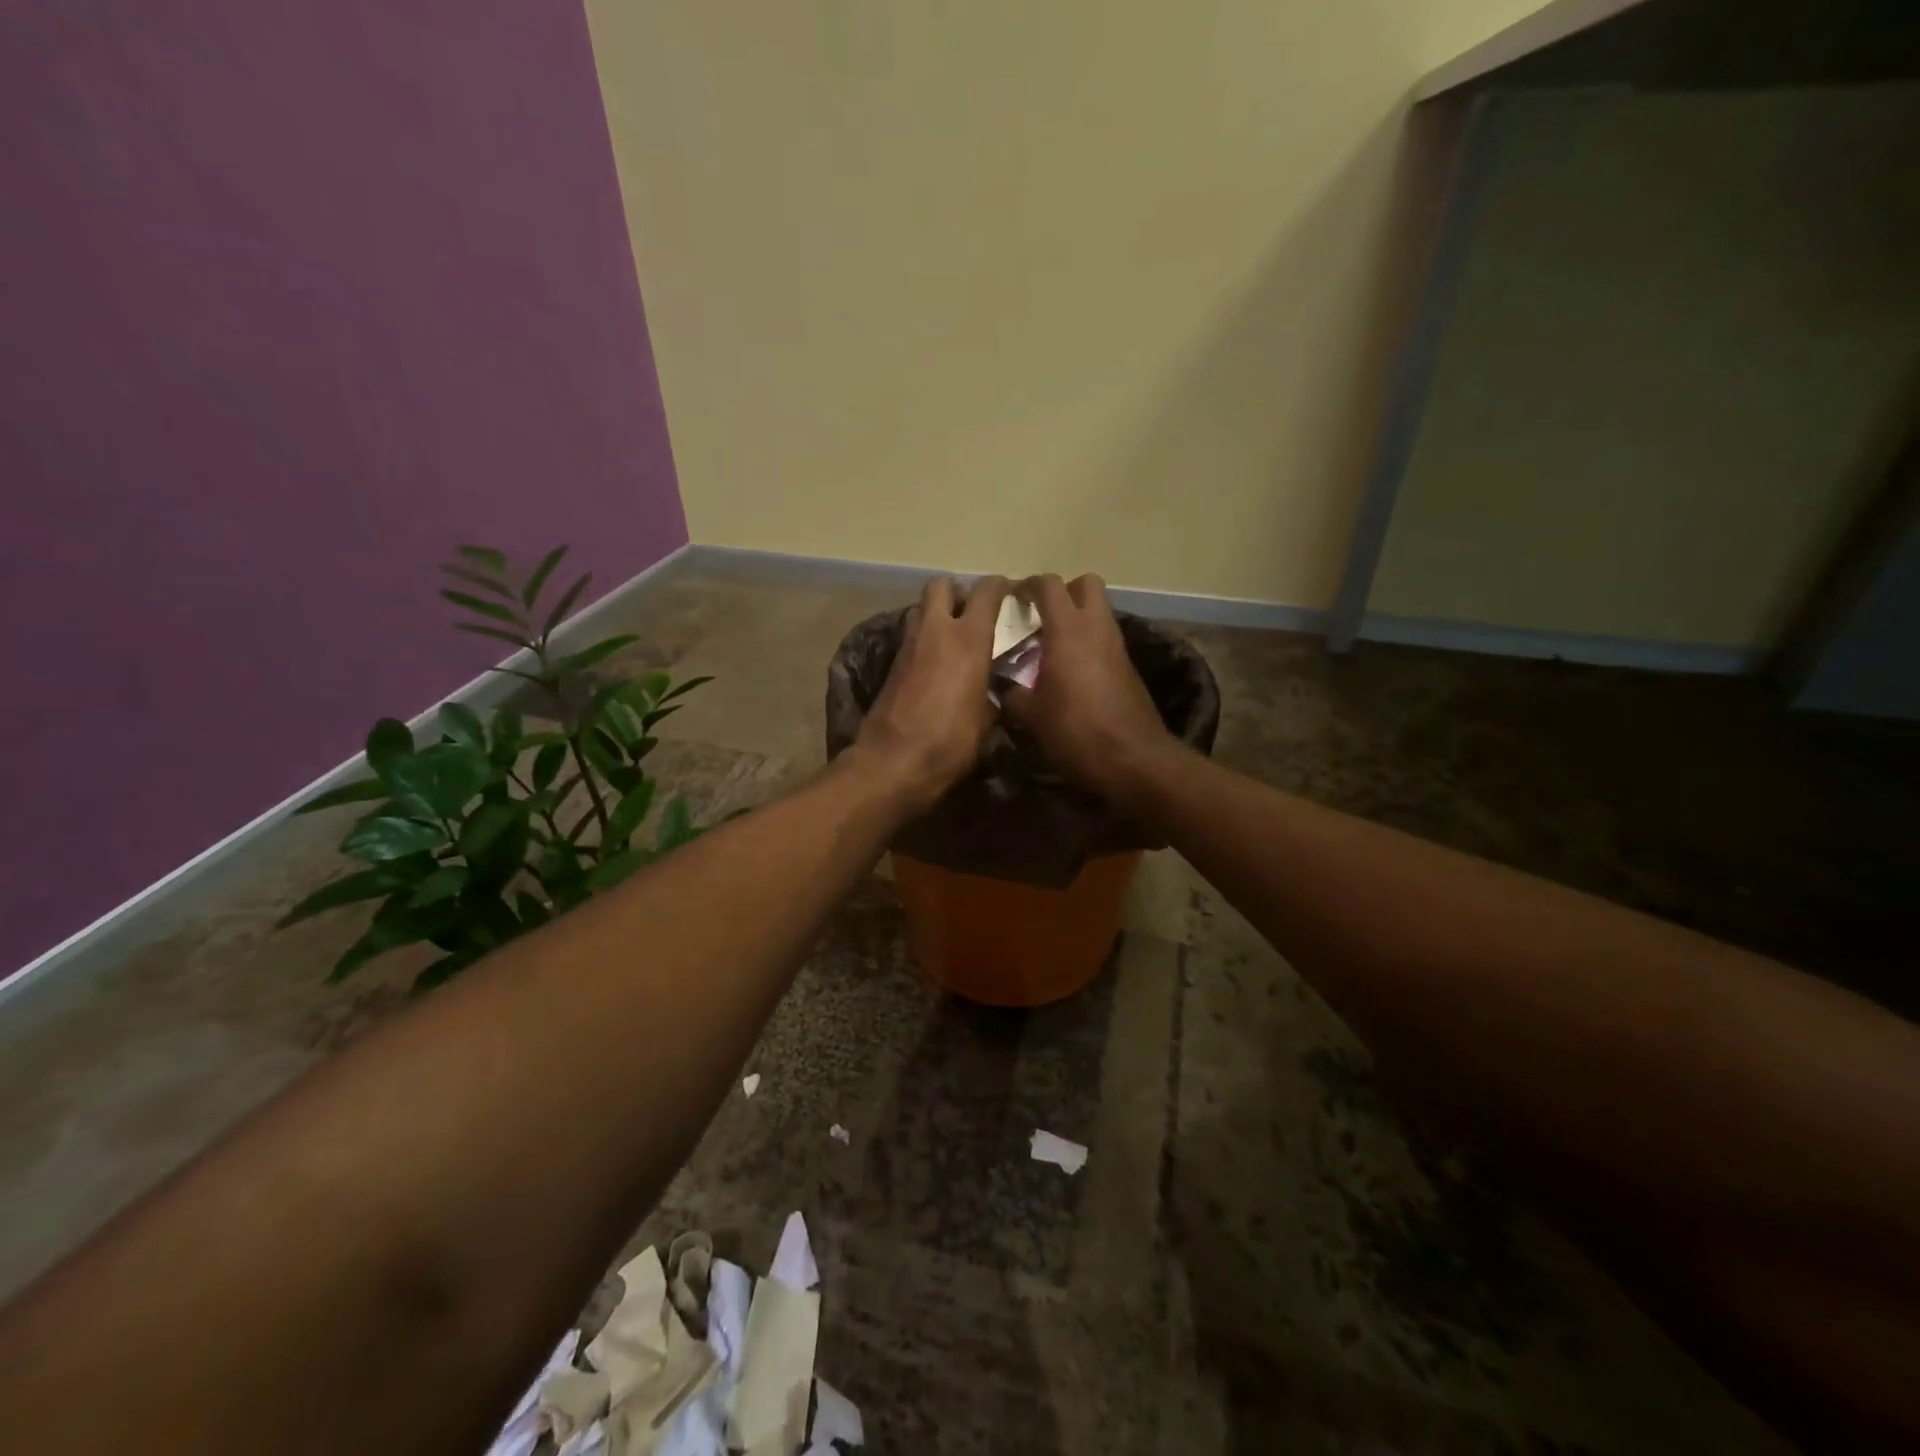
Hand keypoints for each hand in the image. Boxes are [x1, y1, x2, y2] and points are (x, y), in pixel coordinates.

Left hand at [851, 575, 1011, 815]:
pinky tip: (936, 664)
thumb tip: (991, 692)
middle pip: (942, 586)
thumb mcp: (985, 722)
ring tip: (955, 639)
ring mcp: (908, 646)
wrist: (892, 763)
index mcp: (968, 640)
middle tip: (972, 613)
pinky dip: (925, 641)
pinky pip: (912, 637)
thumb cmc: (949, 743)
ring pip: (922, 610)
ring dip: (938, 615)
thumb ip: (991, 695)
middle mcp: (936, 632)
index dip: (999, 586)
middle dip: (958, 592)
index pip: (986, 592)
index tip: (1009, 592)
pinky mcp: (891, 665)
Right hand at [1001, 573, 1177, 812]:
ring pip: (1099, 612)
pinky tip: (1069, 672)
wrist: (1133, 759)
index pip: (1048, 586)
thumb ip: (1011, 692)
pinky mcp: (1128, 667)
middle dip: (1062, 592)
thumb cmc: (1076, 732)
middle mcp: (1096, 628)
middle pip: (1085, 584)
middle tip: (1040, 615)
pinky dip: (1088, 643)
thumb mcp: (1031, 715)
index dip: (1027, 585)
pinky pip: (1105, 639)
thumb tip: (1000, 685)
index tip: (1011, 598)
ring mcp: (1117, 646)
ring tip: (1050, 646)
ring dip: (1076, 618)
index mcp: (1068, 630)